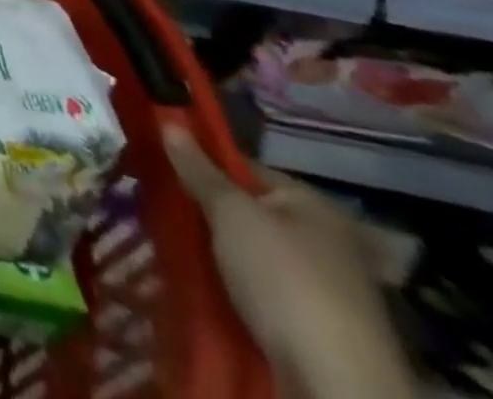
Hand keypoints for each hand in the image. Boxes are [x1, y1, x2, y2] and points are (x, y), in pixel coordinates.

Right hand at [164, 124, 417, 398]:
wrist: (335, 384)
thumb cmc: (284, 278)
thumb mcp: (231, 213)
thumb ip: (198, 169)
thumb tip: (169, 121)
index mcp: (314, 206)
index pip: (244, 167)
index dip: (201, 163)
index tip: (160, 164)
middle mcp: (323, 240)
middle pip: (246, 211)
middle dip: (204, 210)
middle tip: (158, 202)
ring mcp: (320, 286)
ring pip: (247, 252)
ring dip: (213, 249)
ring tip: (167, 239)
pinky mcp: (310, 324)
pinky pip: (257, 288)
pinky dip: (229, 283)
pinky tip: (197, 278)